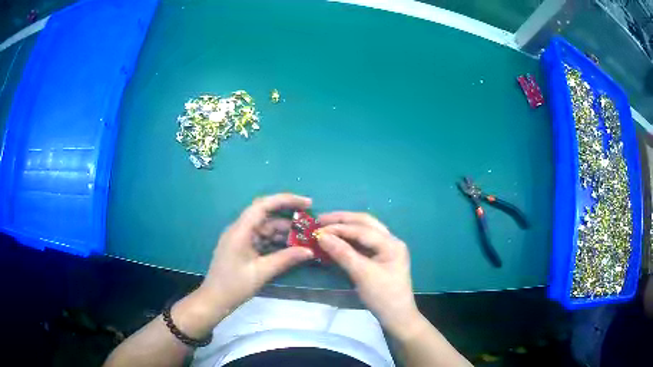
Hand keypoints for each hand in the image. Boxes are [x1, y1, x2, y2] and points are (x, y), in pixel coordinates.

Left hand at [200, 193, 314, 308]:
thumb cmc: (234, 285)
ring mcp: (241, 239)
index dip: (286, 200)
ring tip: (305, 240)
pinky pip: (262, 239)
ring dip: (284, 233)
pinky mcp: (242, 248)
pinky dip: (276, 242)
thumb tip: (309, 251)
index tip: (307, 203)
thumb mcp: (262, 272)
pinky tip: (291, 249)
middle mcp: (240, 229)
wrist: (215, 300)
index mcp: (240, 230)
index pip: (263, 205)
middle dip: (289, 220)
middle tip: (310, 227)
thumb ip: (286, 259)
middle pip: (267, 217)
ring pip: (266, 229)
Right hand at [316, 212, 420, 336]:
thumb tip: (322, 236)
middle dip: (342, 220)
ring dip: (345, 228)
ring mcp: (386, 249)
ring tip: (326, 227)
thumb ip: (343, 253)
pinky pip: (363, 243)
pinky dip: (349, 240)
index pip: (362, 229)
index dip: (339, 227)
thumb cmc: (383, 296)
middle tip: (320, 220)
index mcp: (391, 243)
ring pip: (364, 232)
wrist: (397, 317)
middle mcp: (390, 241)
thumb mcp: (362, 274)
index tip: (317, 228)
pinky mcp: (380, 259)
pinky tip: (336, 240)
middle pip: (365, 223)